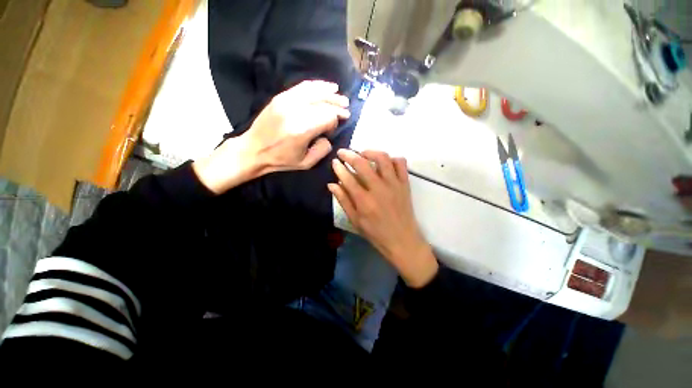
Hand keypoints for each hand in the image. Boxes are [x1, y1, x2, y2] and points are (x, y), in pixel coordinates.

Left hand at [194, 80, 349, 193]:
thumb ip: (323, 150)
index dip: (336, 121)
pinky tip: (326, 86)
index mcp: (302, 130)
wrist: (253, 149)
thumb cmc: (280, 160)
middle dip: (337, 105)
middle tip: (346, 109)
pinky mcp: (280, 97)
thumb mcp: (306, 163)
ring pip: (314, 91)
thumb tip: (328, 136)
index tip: (334, 128)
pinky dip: (316, 85)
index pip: (328, 117)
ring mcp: (286, 101)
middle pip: (323, 102)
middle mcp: (295, 112)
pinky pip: (302, 86)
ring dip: (330, 93)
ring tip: (339, 94)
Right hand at [328, 149, 438, 287]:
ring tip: (363, 153)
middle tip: (342, 152)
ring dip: (370, 152)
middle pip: (362, 164)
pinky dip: (392, 158)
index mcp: (364, 201)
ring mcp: (394, 184)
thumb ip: (343, 201)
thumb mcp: (355, 220)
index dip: (339, 167)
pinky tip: (384, 162)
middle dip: (349, 154)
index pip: (348, 178)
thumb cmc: (376, 233)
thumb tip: (332, 184)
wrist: (402, 240)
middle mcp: (379, 189)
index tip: (334, 162)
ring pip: (383, 158)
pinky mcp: (405, 184)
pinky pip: (401, 163)